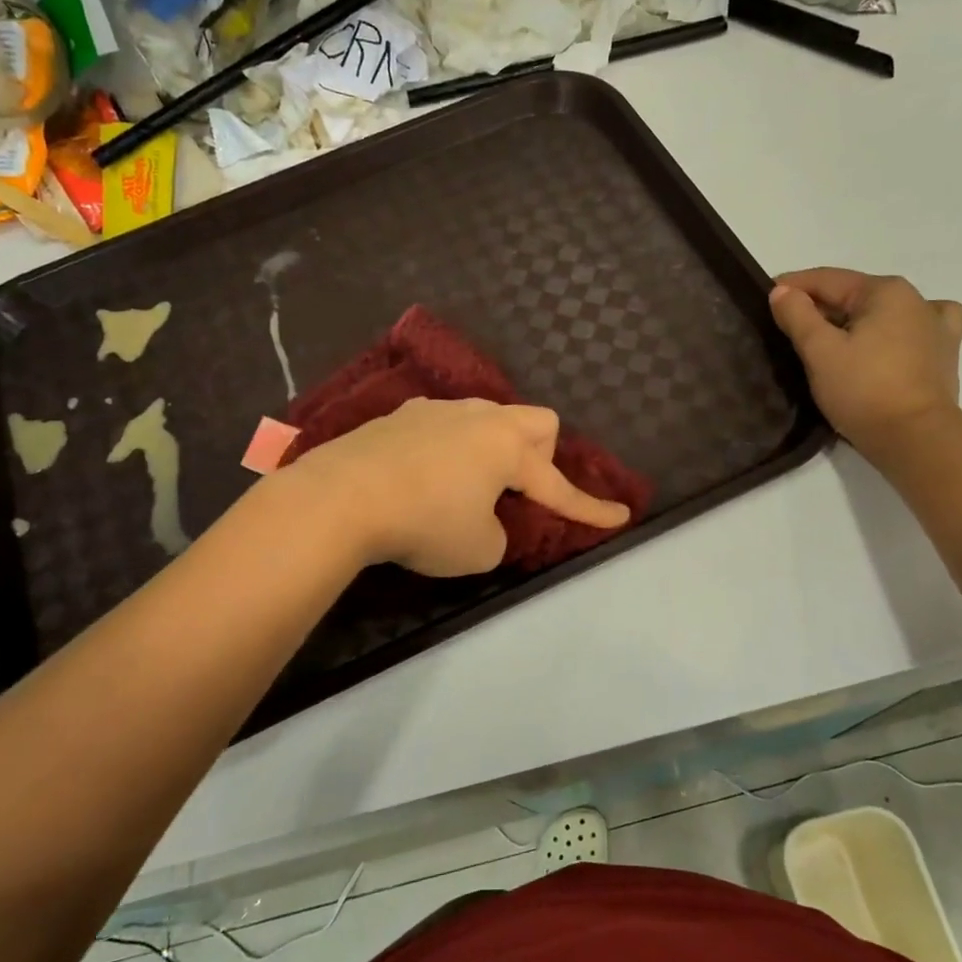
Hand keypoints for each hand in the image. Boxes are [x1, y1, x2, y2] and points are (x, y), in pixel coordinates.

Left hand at [285, 397, 631, 576]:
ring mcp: (436, 411)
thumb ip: (499, 534)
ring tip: (468, 485)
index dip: (590, 509)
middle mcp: (478, 418)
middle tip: (520, 491)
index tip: (620, 517)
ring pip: (485, 418)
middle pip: (535, 421)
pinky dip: (449, 450)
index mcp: (507, 448)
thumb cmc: (423, 523)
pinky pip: (443, 426)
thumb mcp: (478, 550)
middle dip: (541, 455)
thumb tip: (486, 521)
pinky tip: (424, 476)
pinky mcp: (398, 416)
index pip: (559, 487)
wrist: (340, 497)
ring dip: (492, 449)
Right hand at [769, 268, 961, 460]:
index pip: (826, 279)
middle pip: (853, 295)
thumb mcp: (820, 351)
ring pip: (881, 313)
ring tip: (830, 341)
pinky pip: (912, 330)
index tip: (764, 298)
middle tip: (786, 328)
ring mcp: (935, 326)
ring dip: (853, 320)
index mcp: (885, 291)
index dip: (791, 287)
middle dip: (819, 308)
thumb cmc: (863, 390)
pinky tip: (886, 341)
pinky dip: (893, 330)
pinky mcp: (944, 355)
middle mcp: (916, 299)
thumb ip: (798, 315)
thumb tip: (782, 291)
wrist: (915, 439)